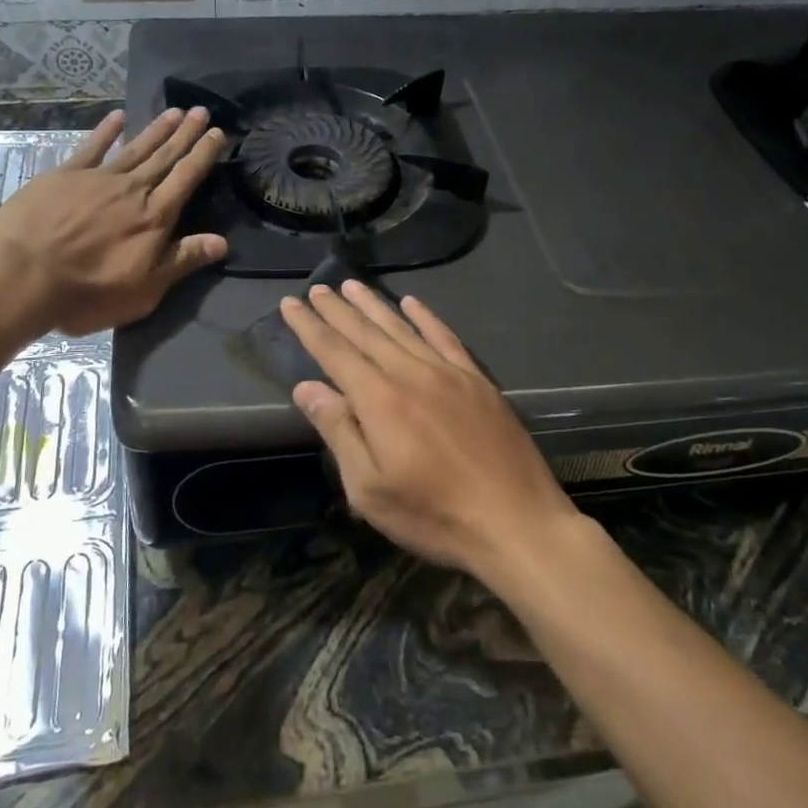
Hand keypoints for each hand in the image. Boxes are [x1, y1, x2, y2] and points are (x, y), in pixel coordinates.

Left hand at [0, 107, 227, 334]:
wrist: (22, 276)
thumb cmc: (88, 292)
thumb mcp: (145, 290)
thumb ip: (182, 261)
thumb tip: (222, 242)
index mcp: (154, 217)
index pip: (186, 178)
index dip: (203, 154)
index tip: (218, 133)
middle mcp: (132, 190)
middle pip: (164, 157)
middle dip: (185, 134)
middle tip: (202, 111)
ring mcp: (97, 178)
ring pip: (135, 148)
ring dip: (156, 129)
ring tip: (174, 111)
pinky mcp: (64, 175)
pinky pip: (91, 147)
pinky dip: (106, 131)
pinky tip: (118, 117)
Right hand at [280, 281, 580, 578]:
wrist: (517, 522)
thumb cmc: (434, 515)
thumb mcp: (370, 488)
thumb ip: (339, 431)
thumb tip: (307, 387)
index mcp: (379, 400)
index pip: (334, 352)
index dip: (310, 326)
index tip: (290, 303)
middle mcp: (411, 374)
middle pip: (366, 333)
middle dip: (337, 309)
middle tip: (318, 288)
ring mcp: (448, 373)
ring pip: (402, 328)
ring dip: (374, 305)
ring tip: (352, 285)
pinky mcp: (477, 380)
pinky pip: (444, 337)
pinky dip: (425, 317)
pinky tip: (412, 303)